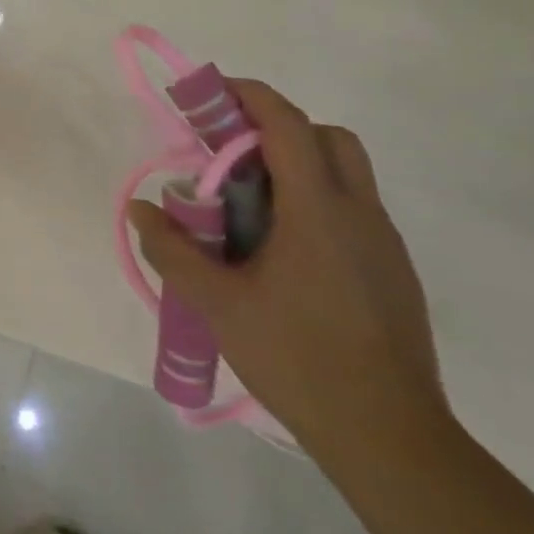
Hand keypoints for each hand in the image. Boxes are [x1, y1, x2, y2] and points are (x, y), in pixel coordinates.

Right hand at [130, 80, 451, 463]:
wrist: (391, 439)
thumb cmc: (298, 359)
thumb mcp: (217, 304)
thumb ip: (172, 250)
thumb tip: (141, 210)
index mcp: (319, 212)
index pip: (289, 125)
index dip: (249, 97)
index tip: (209, 93)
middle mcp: (360, 215)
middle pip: (328, 138)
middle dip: (278, 127)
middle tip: (230, 152)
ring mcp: (383, 245)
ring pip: (346, 173)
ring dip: (297, 165)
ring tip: (248, 203)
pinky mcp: (392, 272)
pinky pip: (352, 210)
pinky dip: (314, 201)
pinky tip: (280, 250)